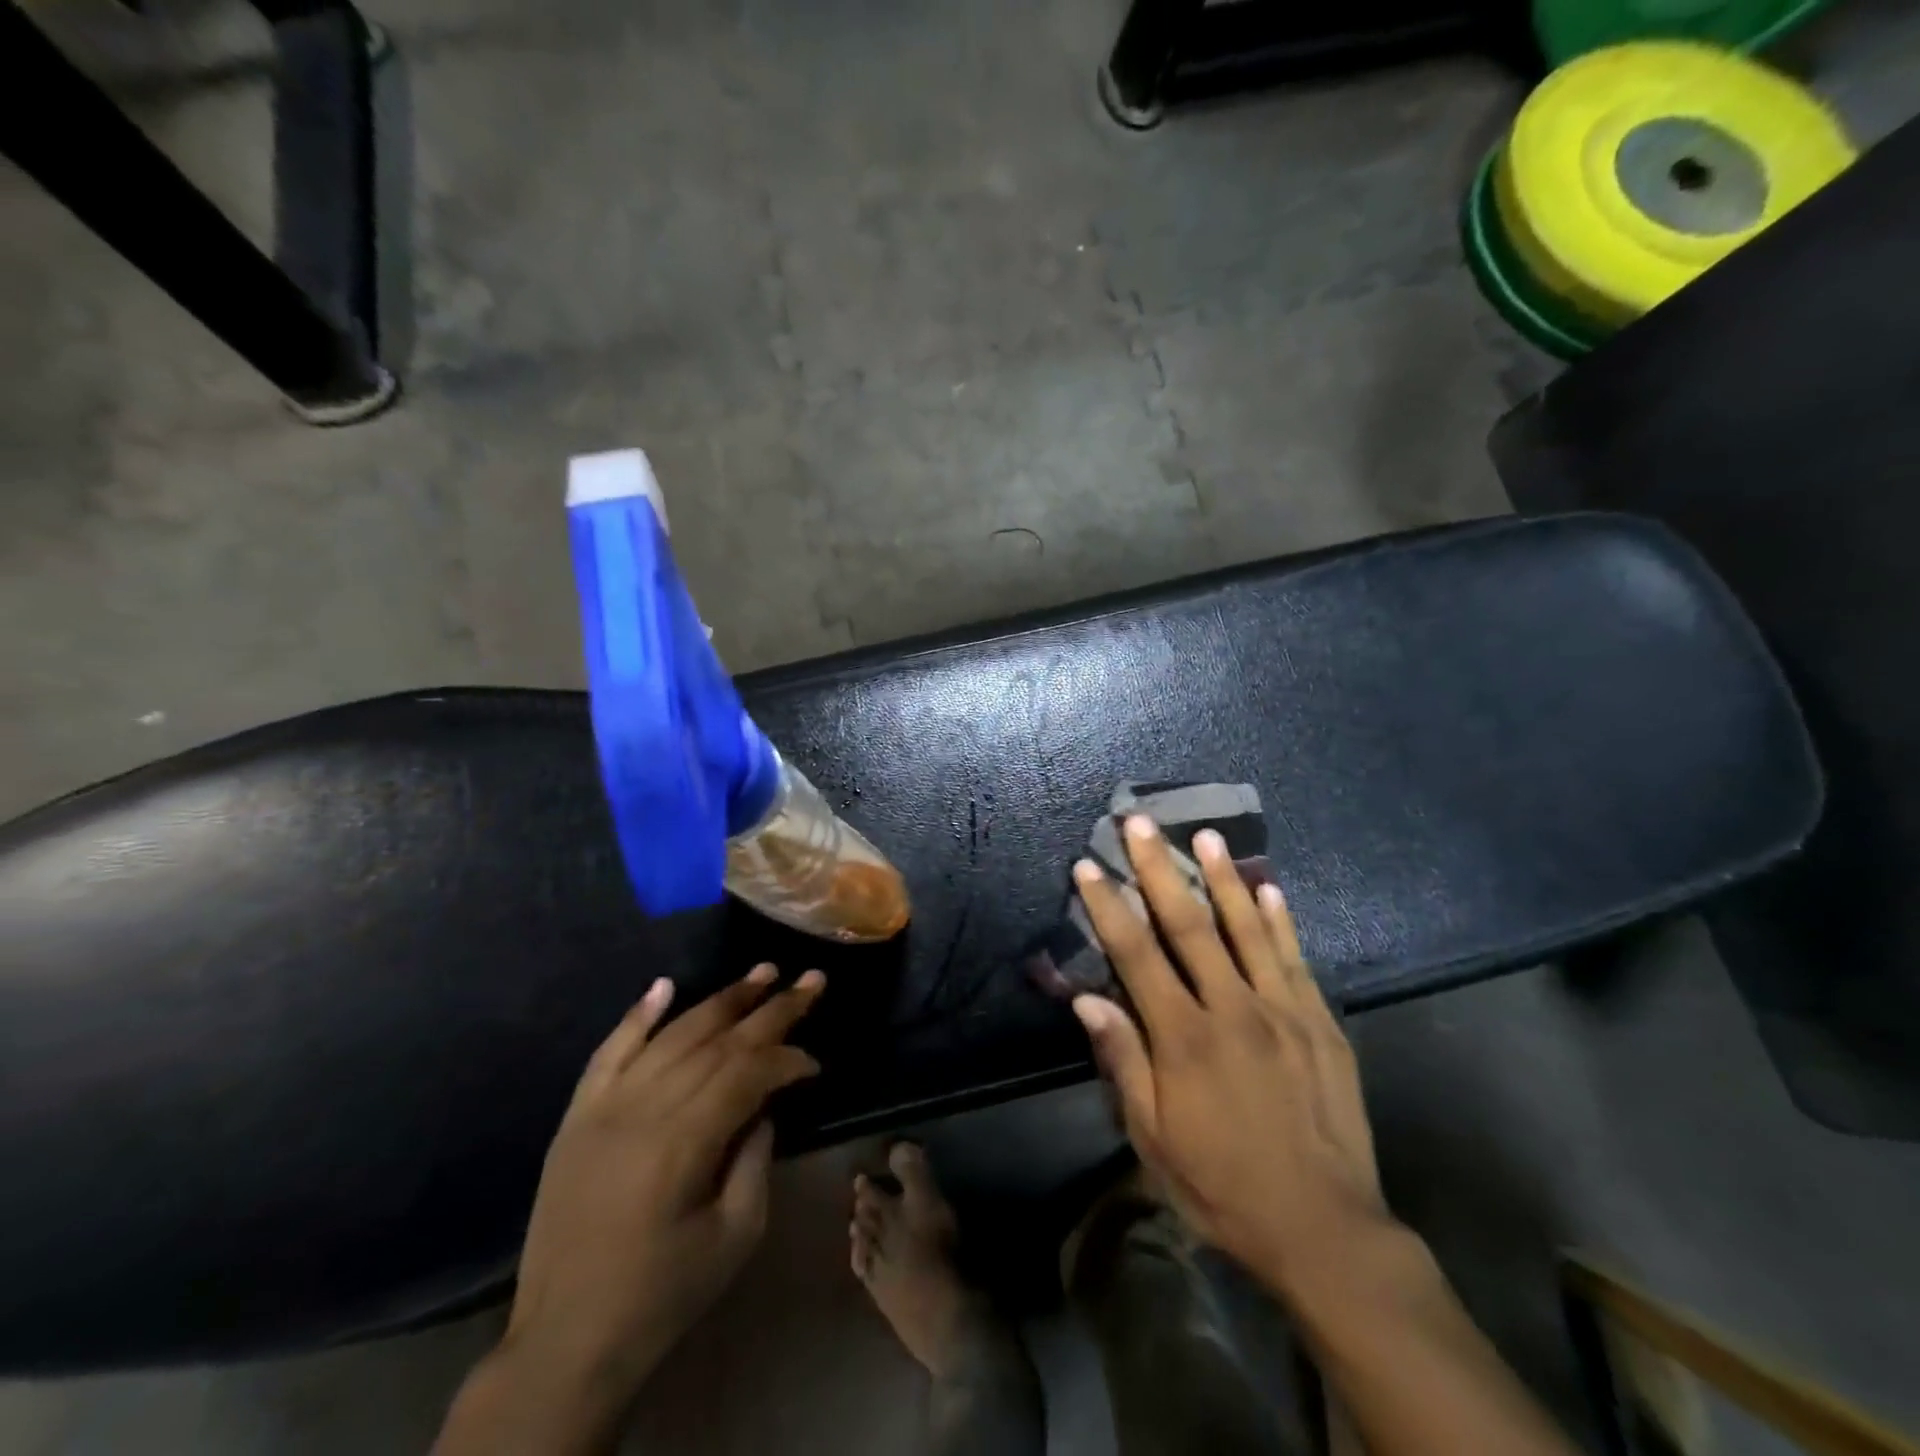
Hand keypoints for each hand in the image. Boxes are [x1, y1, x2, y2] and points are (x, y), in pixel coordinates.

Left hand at [435, 965, 823, 1454]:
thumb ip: (756, 1157)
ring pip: (672, 1035)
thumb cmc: (663, 1294)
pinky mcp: (577, 1116)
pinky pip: (609, 1051)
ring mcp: (604, 1107)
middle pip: (716, 1042)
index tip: (815, 1062)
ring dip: (720, 1000)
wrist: (565, 1342)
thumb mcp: (735, 1234)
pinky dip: (638, 1014)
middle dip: (770, 1009)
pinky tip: (664, 984)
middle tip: (810, 980)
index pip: (747, 1073)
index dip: (787, 1059)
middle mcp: (642, 1109)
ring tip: (760, 973)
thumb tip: (764, 1105)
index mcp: (682, 1143)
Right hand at [1071, 816, 1386, 1299]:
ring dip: (1222, 877)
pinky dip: (1280, 920)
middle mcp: (1233, 1010)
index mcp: (1185, 1039)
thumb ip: (1124, 1062)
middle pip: (1189, 925)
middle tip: (1140, 822)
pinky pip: (1296, 959)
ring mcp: (1284, 1011)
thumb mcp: (1154, 1140)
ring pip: (1247, 929)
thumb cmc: (1223, 1186)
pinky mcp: (1321, 1023)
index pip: (1136, 955)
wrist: (1326, 1230)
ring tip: (1204, 835)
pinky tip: (1269, 887)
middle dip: (1158, 869)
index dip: (1108, 907)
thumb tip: (1088, 998)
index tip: (1088, 866)